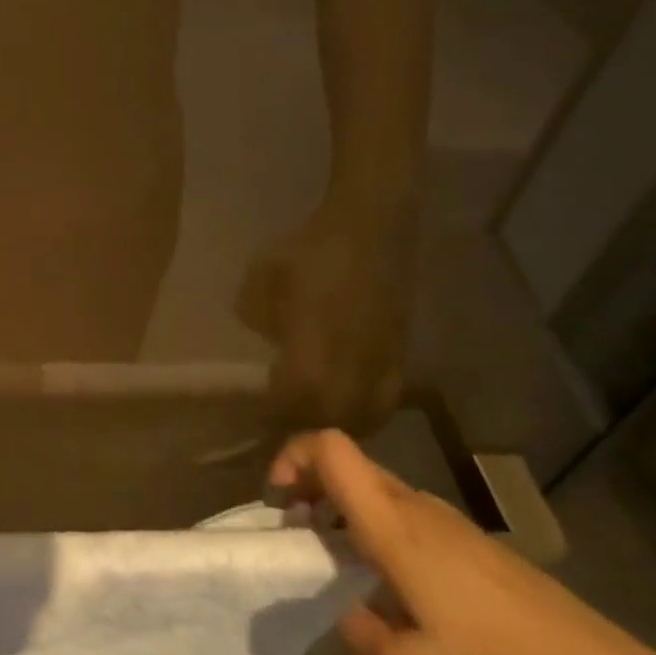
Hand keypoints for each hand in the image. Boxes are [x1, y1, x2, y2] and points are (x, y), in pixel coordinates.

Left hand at [239, 206, 410, 433]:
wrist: (369, 228)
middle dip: (305, 426)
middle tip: (283, 420)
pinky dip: (366, 412)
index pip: (293, 403)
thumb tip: (263, 339)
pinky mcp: (401, 357)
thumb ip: (254, 314)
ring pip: (363, 417)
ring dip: (337, 423)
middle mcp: (351, 371)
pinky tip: (349, 404)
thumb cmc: (310, 251)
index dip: (274, 415)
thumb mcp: (262, 277)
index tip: (256, 417)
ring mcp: (381, 367)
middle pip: (330, 419)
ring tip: (314, 417)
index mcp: (313, 352)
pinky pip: (385, 401)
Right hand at [270, 430, 655, 654]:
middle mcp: (414, 505)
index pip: (330, 447)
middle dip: (310, 484)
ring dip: (343, 507)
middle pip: (348, 462)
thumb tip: (343, 613)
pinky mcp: (470, 540)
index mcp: (391, 523)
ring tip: (340, 560)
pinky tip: (393, 581)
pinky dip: (377, 525)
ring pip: (376, 487)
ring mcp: (446, 519)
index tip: (281, 497)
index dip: (293, 455)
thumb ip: (361, 637)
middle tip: (298, 531)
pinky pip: (405, 511)